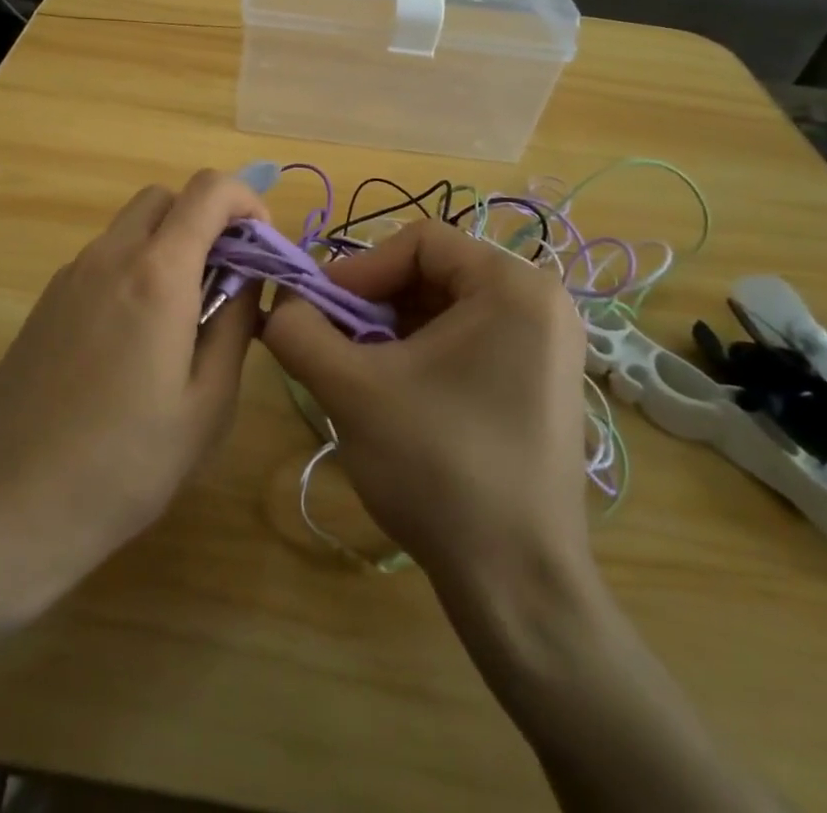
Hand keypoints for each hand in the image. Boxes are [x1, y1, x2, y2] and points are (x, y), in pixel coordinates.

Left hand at [0, 169, 268, 603]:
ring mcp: (72, 274)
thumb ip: (235, 324)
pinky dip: (134, 267)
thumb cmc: (126, 462)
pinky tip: (134, 336)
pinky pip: (103, 257)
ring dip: (168, 244)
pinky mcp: (48, 298)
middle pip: (166, 197)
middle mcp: (111, 256)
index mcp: (158, 274)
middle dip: (205, 219)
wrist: (13, 499)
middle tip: (225, 277)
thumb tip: (248, 279)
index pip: (209, 190)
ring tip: (183, 313)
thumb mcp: (208, 403)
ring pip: (131, 226)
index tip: (260, 245)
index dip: (246, 201)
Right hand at [262, 220, 593, 593]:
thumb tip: (278, 303)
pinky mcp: (540, 382)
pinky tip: (394, 393)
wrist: (518, 586)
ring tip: (356, 369)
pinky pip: (468, 340)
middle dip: (373, 303)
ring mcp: (548, 345)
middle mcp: (542, 303)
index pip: (419, 242)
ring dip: (391, 329)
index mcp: (513, 287)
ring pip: (446, 308)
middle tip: (331, 340)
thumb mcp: (352, 390)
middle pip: (433, 272)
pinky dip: (421, 353)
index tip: (318, 310)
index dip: (359, 270)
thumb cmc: (439, 469)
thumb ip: (300, 332)